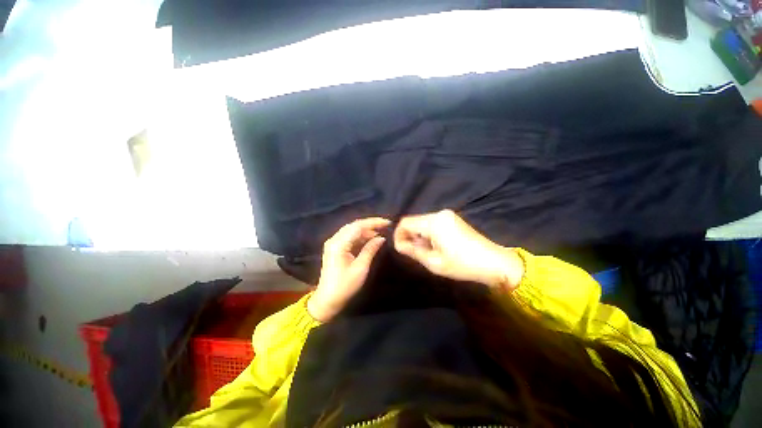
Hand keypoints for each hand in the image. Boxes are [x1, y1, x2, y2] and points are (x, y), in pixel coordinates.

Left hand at [308, 217, 390, 321]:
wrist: (327, 300)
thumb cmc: (345, 286)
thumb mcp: (360, 268)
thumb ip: (370, 249)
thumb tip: (381, 238)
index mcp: (339, 244)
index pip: (358, 226)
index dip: (373, 222)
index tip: (387, 222)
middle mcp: (334, 240)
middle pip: (354, 226)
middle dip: (370, 224)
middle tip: (385, 226)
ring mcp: (333, 243)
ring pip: (352, 230)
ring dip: (366, 230)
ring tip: (380, 232)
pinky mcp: (335, 248)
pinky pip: (349, 237)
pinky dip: (360, 236)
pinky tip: (370, 238)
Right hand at [394, 210, 523, 289]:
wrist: (493, 262)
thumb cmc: (462, 264)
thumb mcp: (434, 262)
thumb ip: (413, 251)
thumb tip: (398, 245)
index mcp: (434, 222)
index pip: (405, 222)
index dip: (398, 234)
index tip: (400, 248)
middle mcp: (439, 214)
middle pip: (414, 221)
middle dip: (408, 235)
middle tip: (411, 252)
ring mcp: (447, 214)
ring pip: (422, 221)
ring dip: (418, 234)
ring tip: (423, 250)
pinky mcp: (452, 218)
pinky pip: (432, 222)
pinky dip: (427, 232)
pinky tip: (432, 244)